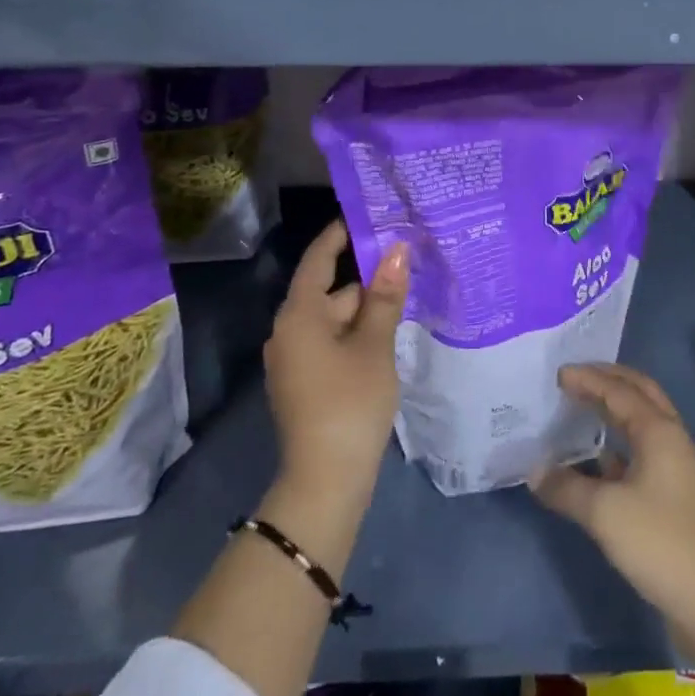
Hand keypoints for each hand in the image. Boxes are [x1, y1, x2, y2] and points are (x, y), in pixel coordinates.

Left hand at [264, 221, 407, 503]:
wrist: (325, 481)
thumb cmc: (350, 402)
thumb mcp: (374, 345)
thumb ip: (385, 296)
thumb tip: (396, 250)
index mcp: (299, 315)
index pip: (318, 259)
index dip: (340, 234)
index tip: (366, 214)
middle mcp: (288, 331)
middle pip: (330, 290)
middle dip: (366, 279)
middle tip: (406, 263)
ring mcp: (294, 359)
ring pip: (333, 319)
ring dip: (365, 310)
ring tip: (405, 300)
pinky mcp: (304, 382)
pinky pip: (330, 342)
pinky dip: (355, 334)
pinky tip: (386, 337)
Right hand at [532, 364, 694, 627]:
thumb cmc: (658, 543)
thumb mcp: (604, 513)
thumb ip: (566, 487)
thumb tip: (535, 471)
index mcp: (659, 430)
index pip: (619, 391)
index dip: (588, 379)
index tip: (558, 374)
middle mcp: (671, 438)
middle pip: (640, 393)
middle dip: (608, 380)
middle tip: (576, 376)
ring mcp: (676, 465)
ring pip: (642, 421)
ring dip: (614, 408)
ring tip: (582, 406)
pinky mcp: (672, 492)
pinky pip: (641, 449)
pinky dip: (617, 442)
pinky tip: (595, 457)